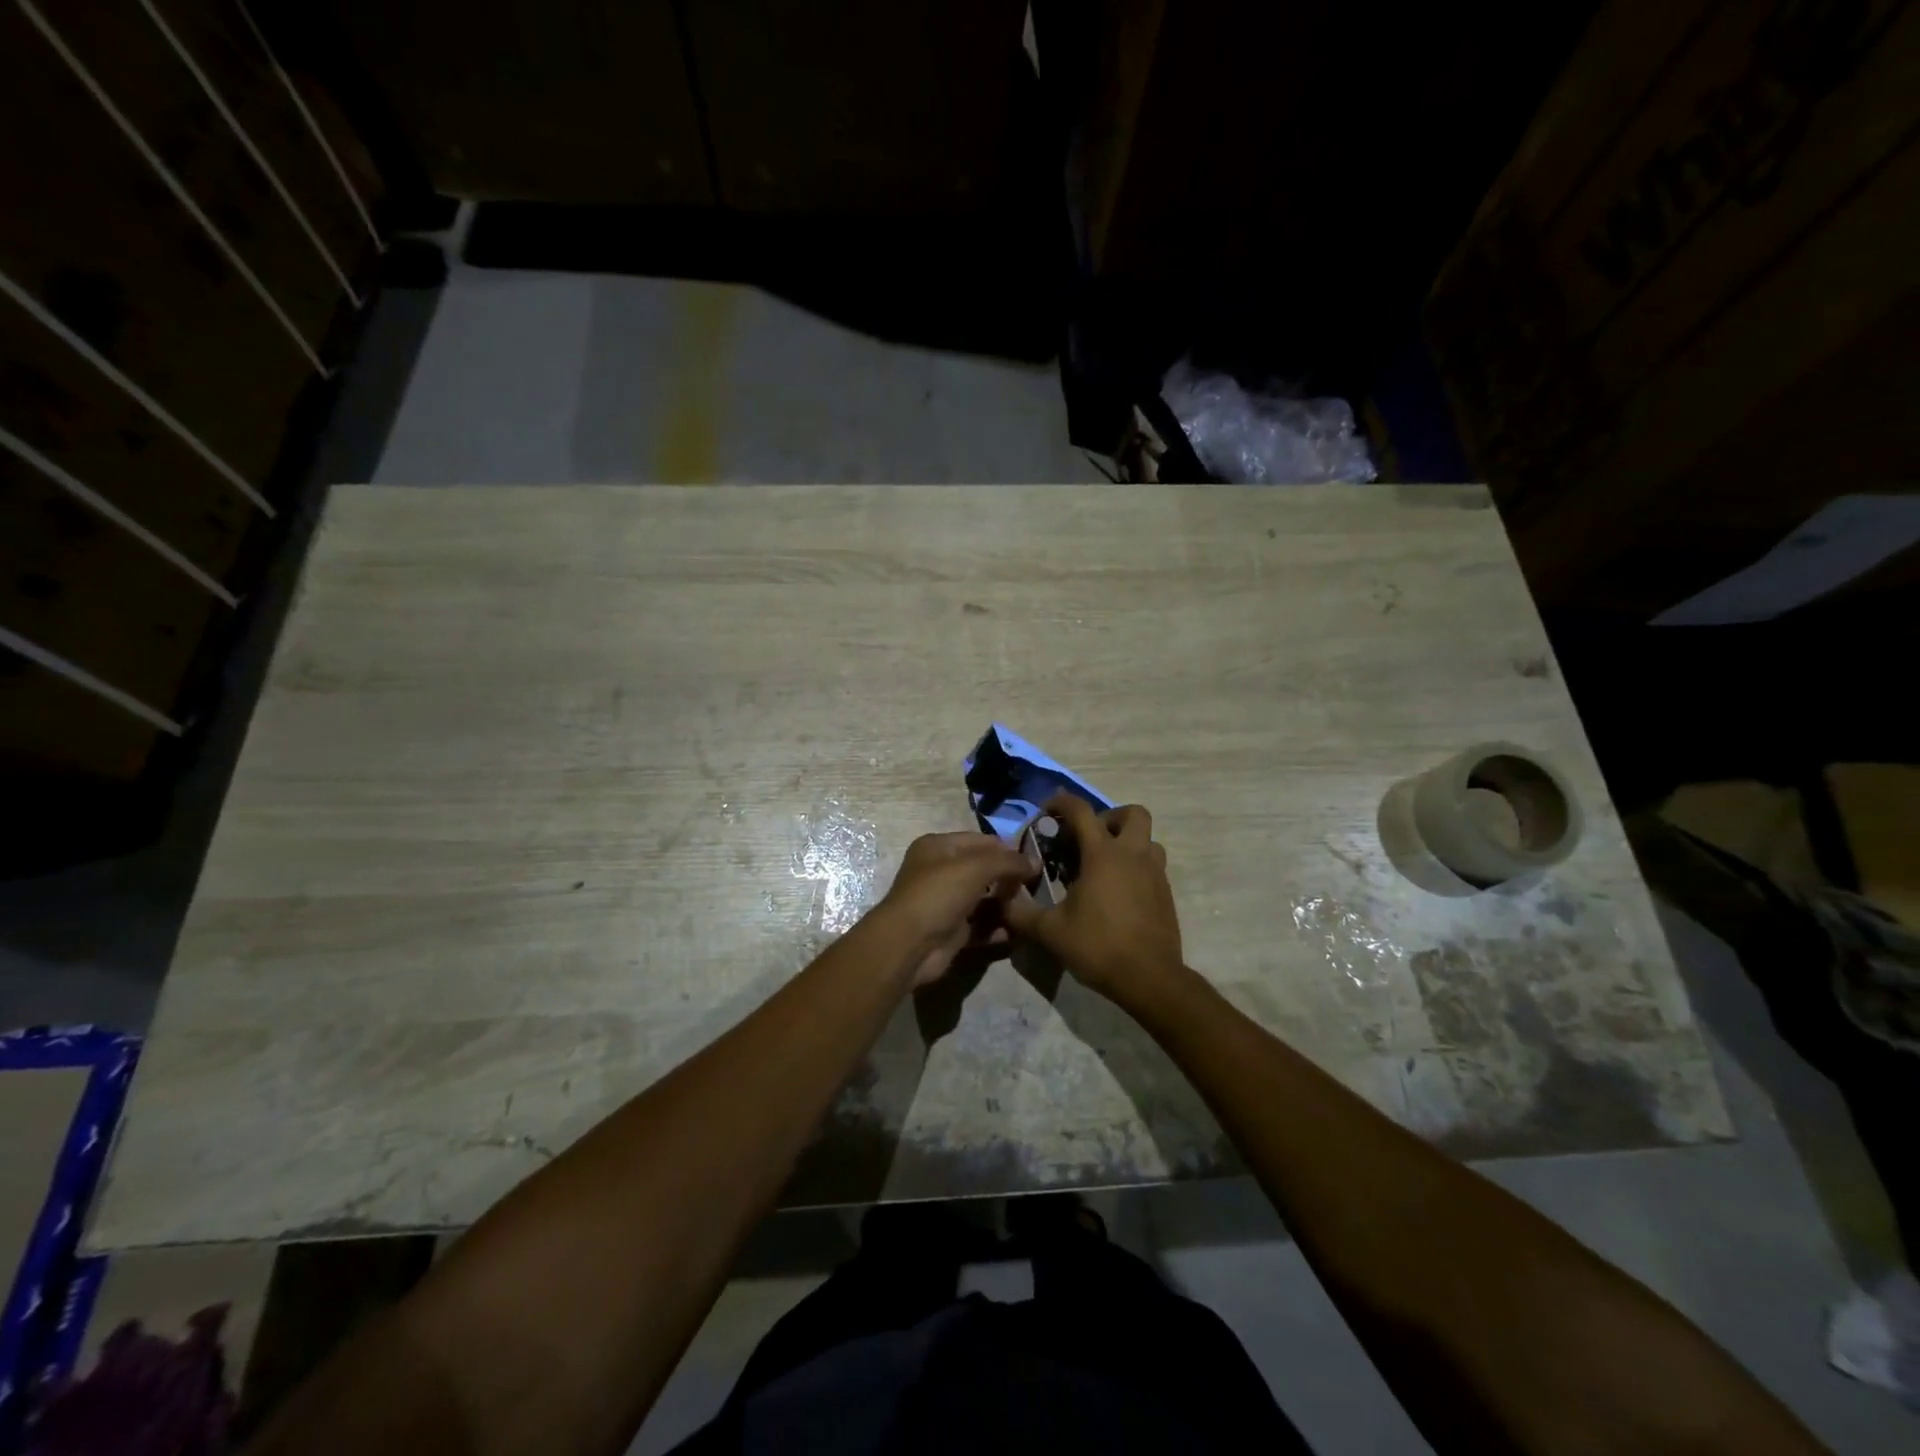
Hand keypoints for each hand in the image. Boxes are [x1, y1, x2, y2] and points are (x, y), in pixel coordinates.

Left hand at [872, 831, 1033, 987]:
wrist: (909, 945)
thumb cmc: (938, 894)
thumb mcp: (975, 868)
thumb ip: (1008, 862)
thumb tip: (1036, 862)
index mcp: (938, 847)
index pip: (980, 841)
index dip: (1007, 849)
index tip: (1034, 861)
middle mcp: (940, 871)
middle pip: (983, 870)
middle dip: (1008, 877)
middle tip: (1036, 886)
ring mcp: (946, 902)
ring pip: (983, 898)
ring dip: (1006, 903)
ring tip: (1032, 907)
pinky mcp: (952, 931)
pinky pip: (981, 925)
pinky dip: (998, 927)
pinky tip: (1019, 930)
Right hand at [1004, 795, 1183, 1005]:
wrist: (1150, 978)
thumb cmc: (1098, 946)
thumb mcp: (1050, 931)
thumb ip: (1021, 913)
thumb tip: (1001, 901)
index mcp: (1102, 855)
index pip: (1081, 811)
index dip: (1062, 803)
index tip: (1047, 812)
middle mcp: (1133, 855)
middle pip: (1132, 814)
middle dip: (1109, 818)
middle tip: (1088, 839)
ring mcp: (1155, 873)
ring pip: (1148, 839)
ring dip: (1128, 842)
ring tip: (1105, 865)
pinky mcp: (1166, 894)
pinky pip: (1153, 866)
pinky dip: (1136, 867)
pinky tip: (1118, 893)